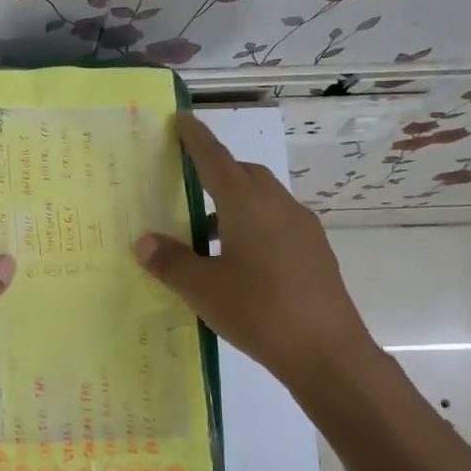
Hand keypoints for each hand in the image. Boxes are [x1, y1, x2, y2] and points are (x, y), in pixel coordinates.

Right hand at [134, 112, 376, 390]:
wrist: (327, 351)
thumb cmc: (258, 310)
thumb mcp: (203, 288)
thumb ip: (170, 261)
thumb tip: (144, 242)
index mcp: (247, 204)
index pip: (216, 159)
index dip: (196, 139)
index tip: (183, 119)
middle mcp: (278, 206)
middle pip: (245, 175)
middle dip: (218, 171)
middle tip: (190, 184)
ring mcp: (303, 228)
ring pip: (264, 200)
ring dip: (236, 205)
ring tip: (208, 235)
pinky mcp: (315, 252)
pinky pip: (278, 223)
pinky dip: (254, 226)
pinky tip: (241, 261)